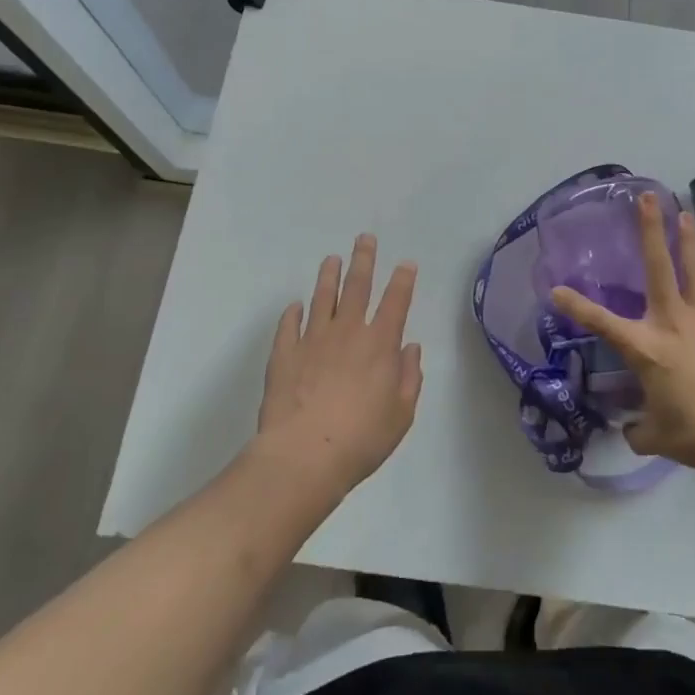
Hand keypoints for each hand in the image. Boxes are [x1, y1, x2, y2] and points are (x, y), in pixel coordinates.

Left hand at [254, 235, 422, 495]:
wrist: (303, 456)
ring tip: (331, 260)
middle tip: (365, 239)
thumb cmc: (361, 439)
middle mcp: (348, 332)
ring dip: (329, 277)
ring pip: (322, 298)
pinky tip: (295, 306)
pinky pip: (289, 325)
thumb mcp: (401, 414)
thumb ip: (409, 377)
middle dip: (363, 260)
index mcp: (380, 344)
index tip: (406, 263)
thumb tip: (410, 348)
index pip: (396, 302)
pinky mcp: (284, 354)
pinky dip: (292, 313)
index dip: (403, 280)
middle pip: (357, 286)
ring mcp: (312, 339)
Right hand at [552, 193, 694, 479]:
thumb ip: (640, 429)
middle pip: (660, 268)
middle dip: (650, 230)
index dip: (576, 306)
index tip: (556, 288)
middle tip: (647, 197)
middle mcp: (673, 325)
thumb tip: (633, 429)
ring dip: (687, 242)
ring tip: (686, 213)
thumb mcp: (659, 437)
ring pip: (694, 274)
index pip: (602, 323)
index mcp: (647, 349)